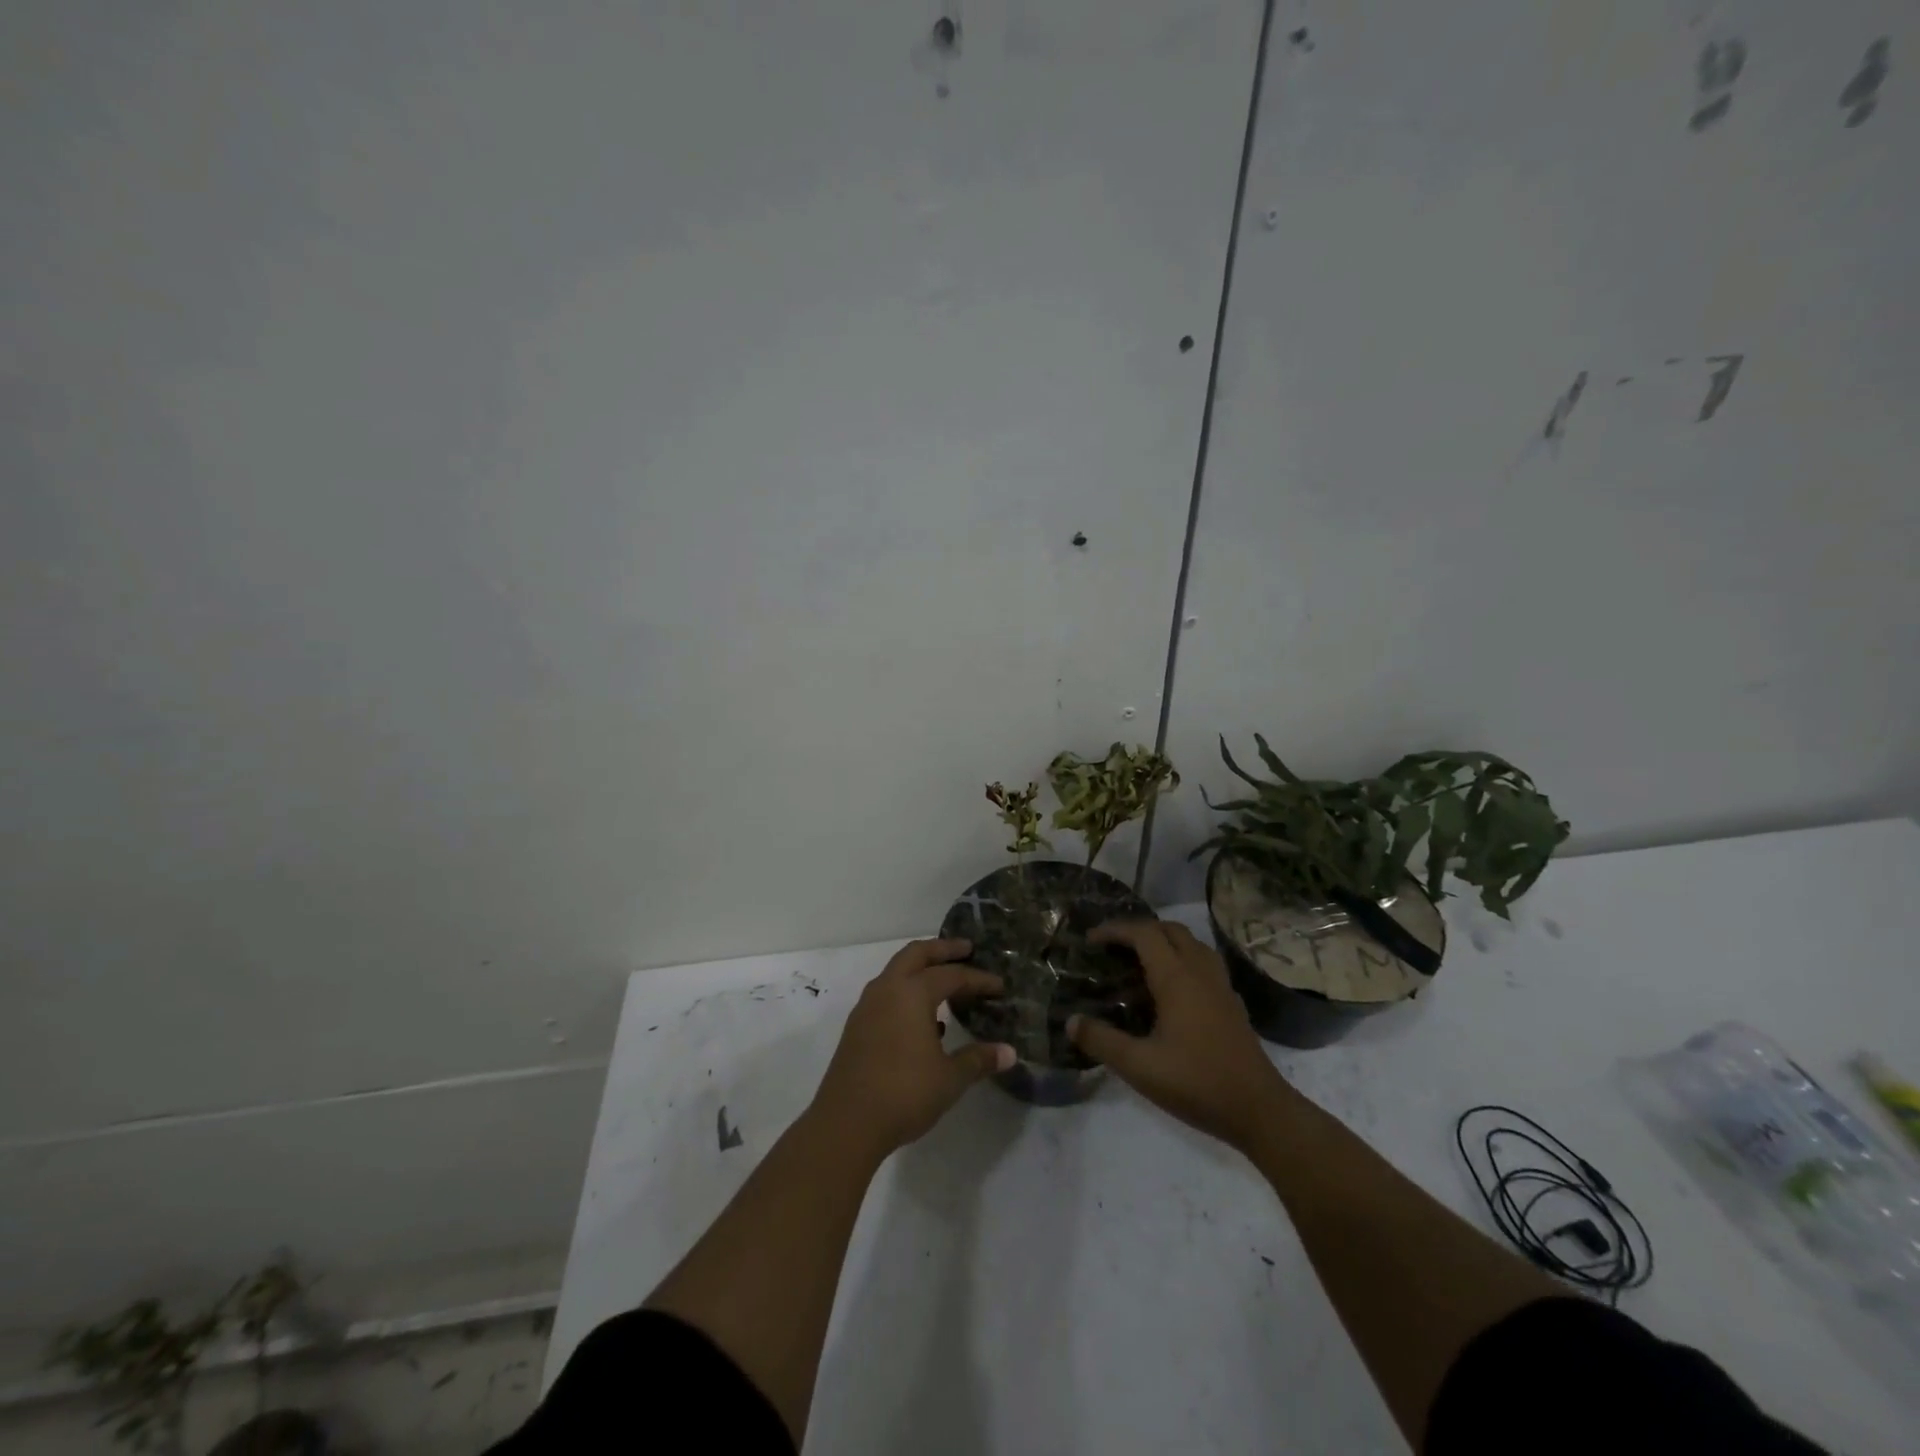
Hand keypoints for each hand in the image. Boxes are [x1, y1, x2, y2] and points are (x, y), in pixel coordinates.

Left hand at [811, 938, 1014, 1159]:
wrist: (846, 1123)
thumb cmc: (904, 1093)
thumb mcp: (950, 1078)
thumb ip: (978, 1060)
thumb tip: (1009, 1052)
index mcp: (912, 993)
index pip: (951, 976)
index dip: (978, 979)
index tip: (999, 986)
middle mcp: (887, 989)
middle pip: (916, 954)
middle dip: (943, 949)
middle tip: (966, 949)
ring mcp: (867, 1007)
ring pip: (896, 971)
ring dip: (921, 969)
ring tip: (944, 982)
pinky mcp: (856, 1027)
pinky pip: (886, 994)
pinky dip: (906, 993)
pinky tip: (923, 1020)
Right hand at [1069, 920, 1294, 1152]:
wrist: (1259, 1109)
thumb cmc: (1197, 1083)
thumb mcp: (1139, 1067)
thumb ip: (1102, 1041)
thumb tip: (1071, 1021)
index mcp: (1177, 978)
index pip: (1143, 933)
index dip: (1115, 930)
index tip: (1090, 940)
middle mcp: (1200, 971)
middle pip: (1170, 930)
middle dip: (1138, 930)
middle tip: (1113, 948)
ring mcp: (1220, 985)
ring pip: (1191, 943)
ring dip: (1163, 941)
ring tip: (1140, 962)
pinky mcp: (1231, 1002)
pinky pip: (1204, 962)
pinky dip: (1182, 959)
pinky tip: (1171, 988)